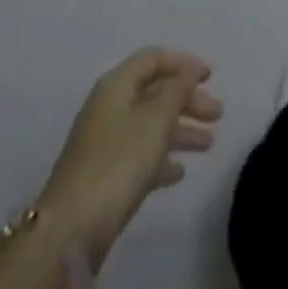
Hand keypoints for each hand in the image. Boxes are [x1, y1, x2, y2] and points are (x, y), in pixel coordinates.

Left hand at [37, 48, 221, 266]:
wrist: (70, 230)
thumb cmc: (118, 162)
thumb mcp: (155, 120)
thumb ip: (176, 91)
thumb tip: (187, 73)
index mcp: (117, 85)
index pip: (153, 58)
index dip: (183, 63)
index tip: (210, 76)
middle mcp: (110, 107)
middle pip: (155, 92)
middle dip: (188, 100)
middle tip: (217, 114)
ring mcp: (105, 143)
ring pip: (150, 125)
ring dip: (181, 130)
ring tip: (209, 143)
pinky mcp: (105, 176)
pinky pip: (140, 155)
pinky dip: (161, 158)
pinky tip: (179, 172)